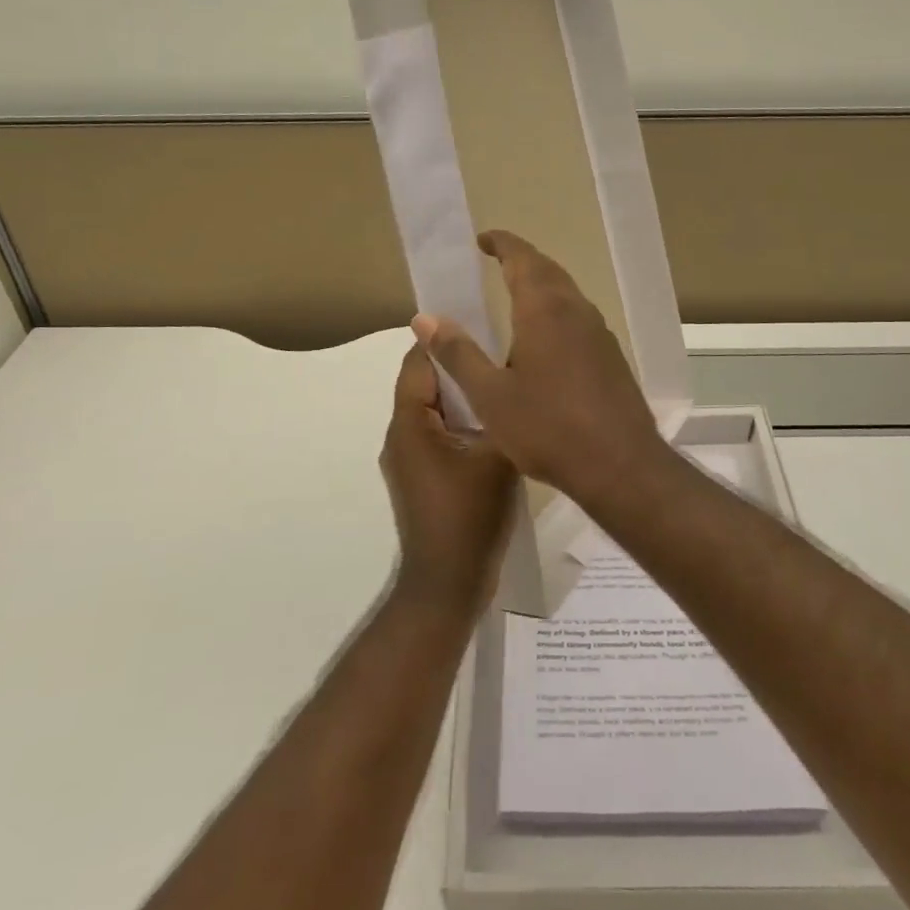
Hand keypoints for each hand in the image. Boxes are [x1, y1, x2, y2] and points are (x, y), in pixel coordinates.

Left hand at [380, 344, 518, 617]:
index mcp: (409, 424)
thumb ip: (500, 411)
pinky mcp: (421, 480)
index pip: (418, 363)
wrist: (447, 585)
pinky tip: (496, 425)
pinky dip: (462, 423)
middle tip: (501, 353)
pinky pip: (439, 436)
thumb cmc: (469, 515)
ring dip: (464, 397)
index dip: (445, 340)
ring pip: (435, 412)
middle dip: (460, 367)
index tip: (481, 324)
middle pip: (426, 385)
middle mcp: (400, 437)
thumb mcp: (496, 455)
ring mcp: (408, 461)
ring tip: (502, 384)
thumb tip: (509, 377)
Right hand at [409, 230, 675, 512]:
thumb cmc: (548, 428)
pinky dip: (555, 313)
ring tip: (514, 298)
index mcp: (545, 310)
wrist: (621, 466)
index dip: (502, 243)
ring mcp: (599, 334)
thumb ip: (458, 353)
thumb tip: (425, 318)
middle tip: (495, 262)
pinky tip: (543, 342)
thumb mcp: (490, 395)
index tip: (481, 239)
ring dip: (541, 287)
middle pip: (548, 271)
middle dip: (521, 261)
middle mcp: (577, 311)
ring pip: (567, 295)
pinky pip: (578, 319)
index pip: (523, 258)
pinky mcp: (611, 357)